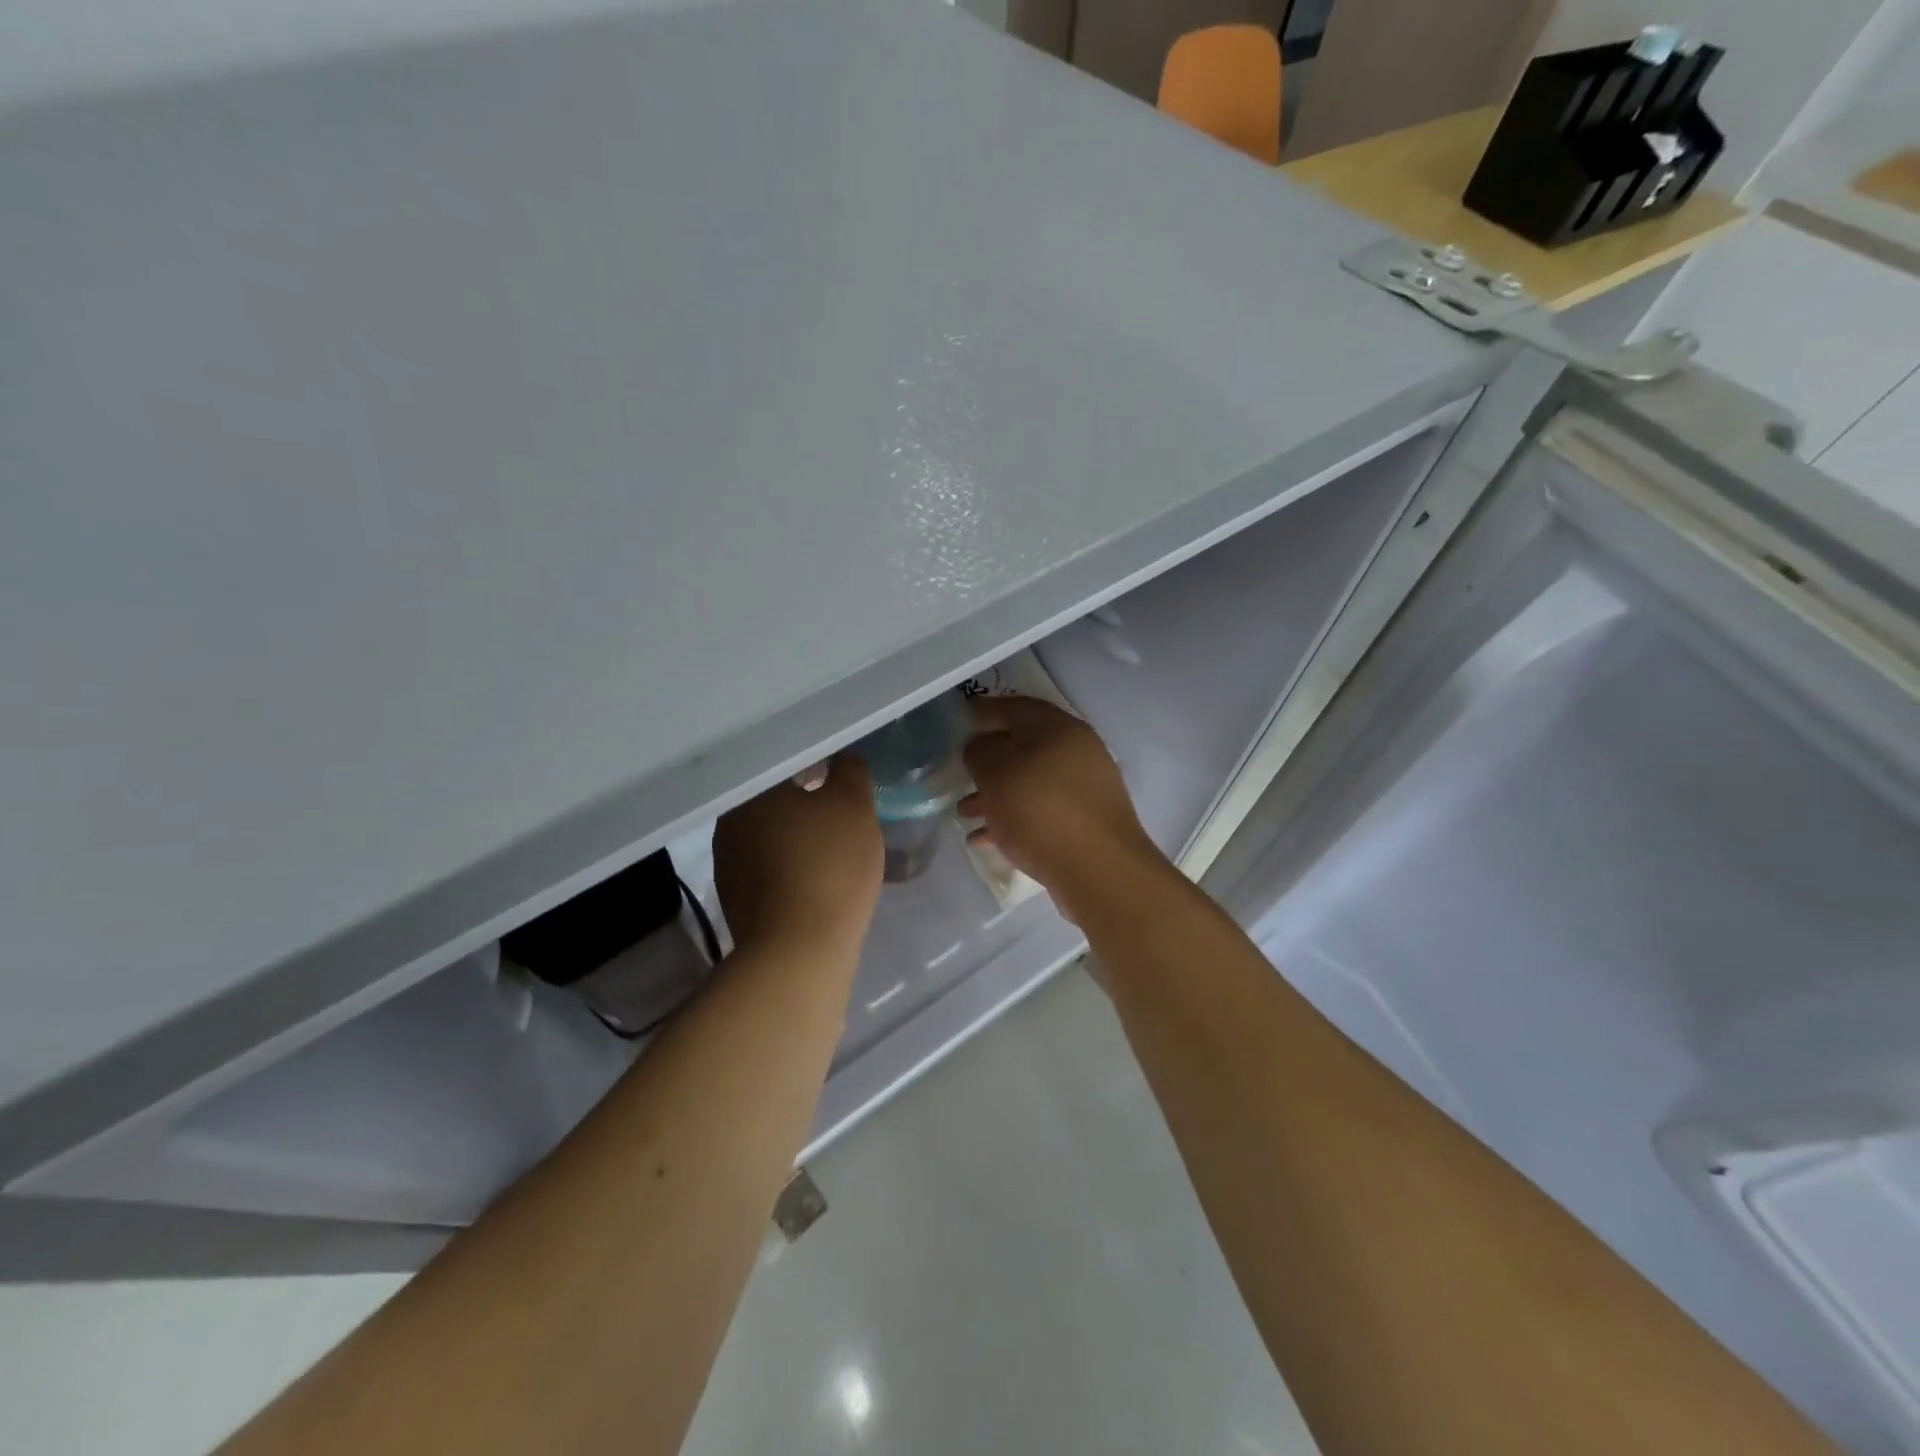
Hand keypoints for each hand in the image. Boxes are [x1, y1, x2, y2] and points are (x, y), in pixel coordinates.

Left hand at [714, 756, 882, 954]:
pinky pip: (770, 868)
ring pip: (771, 835)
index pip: (785, 762)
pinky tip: (818, 877)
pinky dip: (793, 865)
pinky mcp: (737, 900)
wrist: (799, 952)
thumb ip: (850, 772)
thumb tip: (843, 760)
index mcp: (751, 792)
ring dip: (798, 834)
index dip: (817, 764)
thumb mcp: (854, 806)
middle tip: (843, 807)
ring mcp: (728, 864)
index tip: (842, 774)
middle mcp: (729, 823)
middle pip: (774, 799)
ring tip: (834, 844)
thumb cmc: (829, 866)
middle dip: (807, 800)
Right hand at [960, 697, 1168, 923]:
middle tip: (959, 770)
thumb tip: (980, 747)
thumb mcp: (997, 774)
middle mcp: (1078, 753)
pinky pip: (1040, 812)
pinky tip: (984, 838)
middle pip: (1024, 747)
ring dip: (996, 793)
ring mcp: (1085, 790)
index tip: (960, 718)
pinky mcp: (1085, 823)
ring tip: (964, 812)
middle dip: (988, 760)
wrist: (1099, 872)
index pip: (1016, 707)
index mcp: (1060, 729)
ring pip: (1030, 782)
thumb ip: (980, 753)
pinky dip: (1013, 818)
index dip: (985, 710)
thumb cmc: (1042, 811)